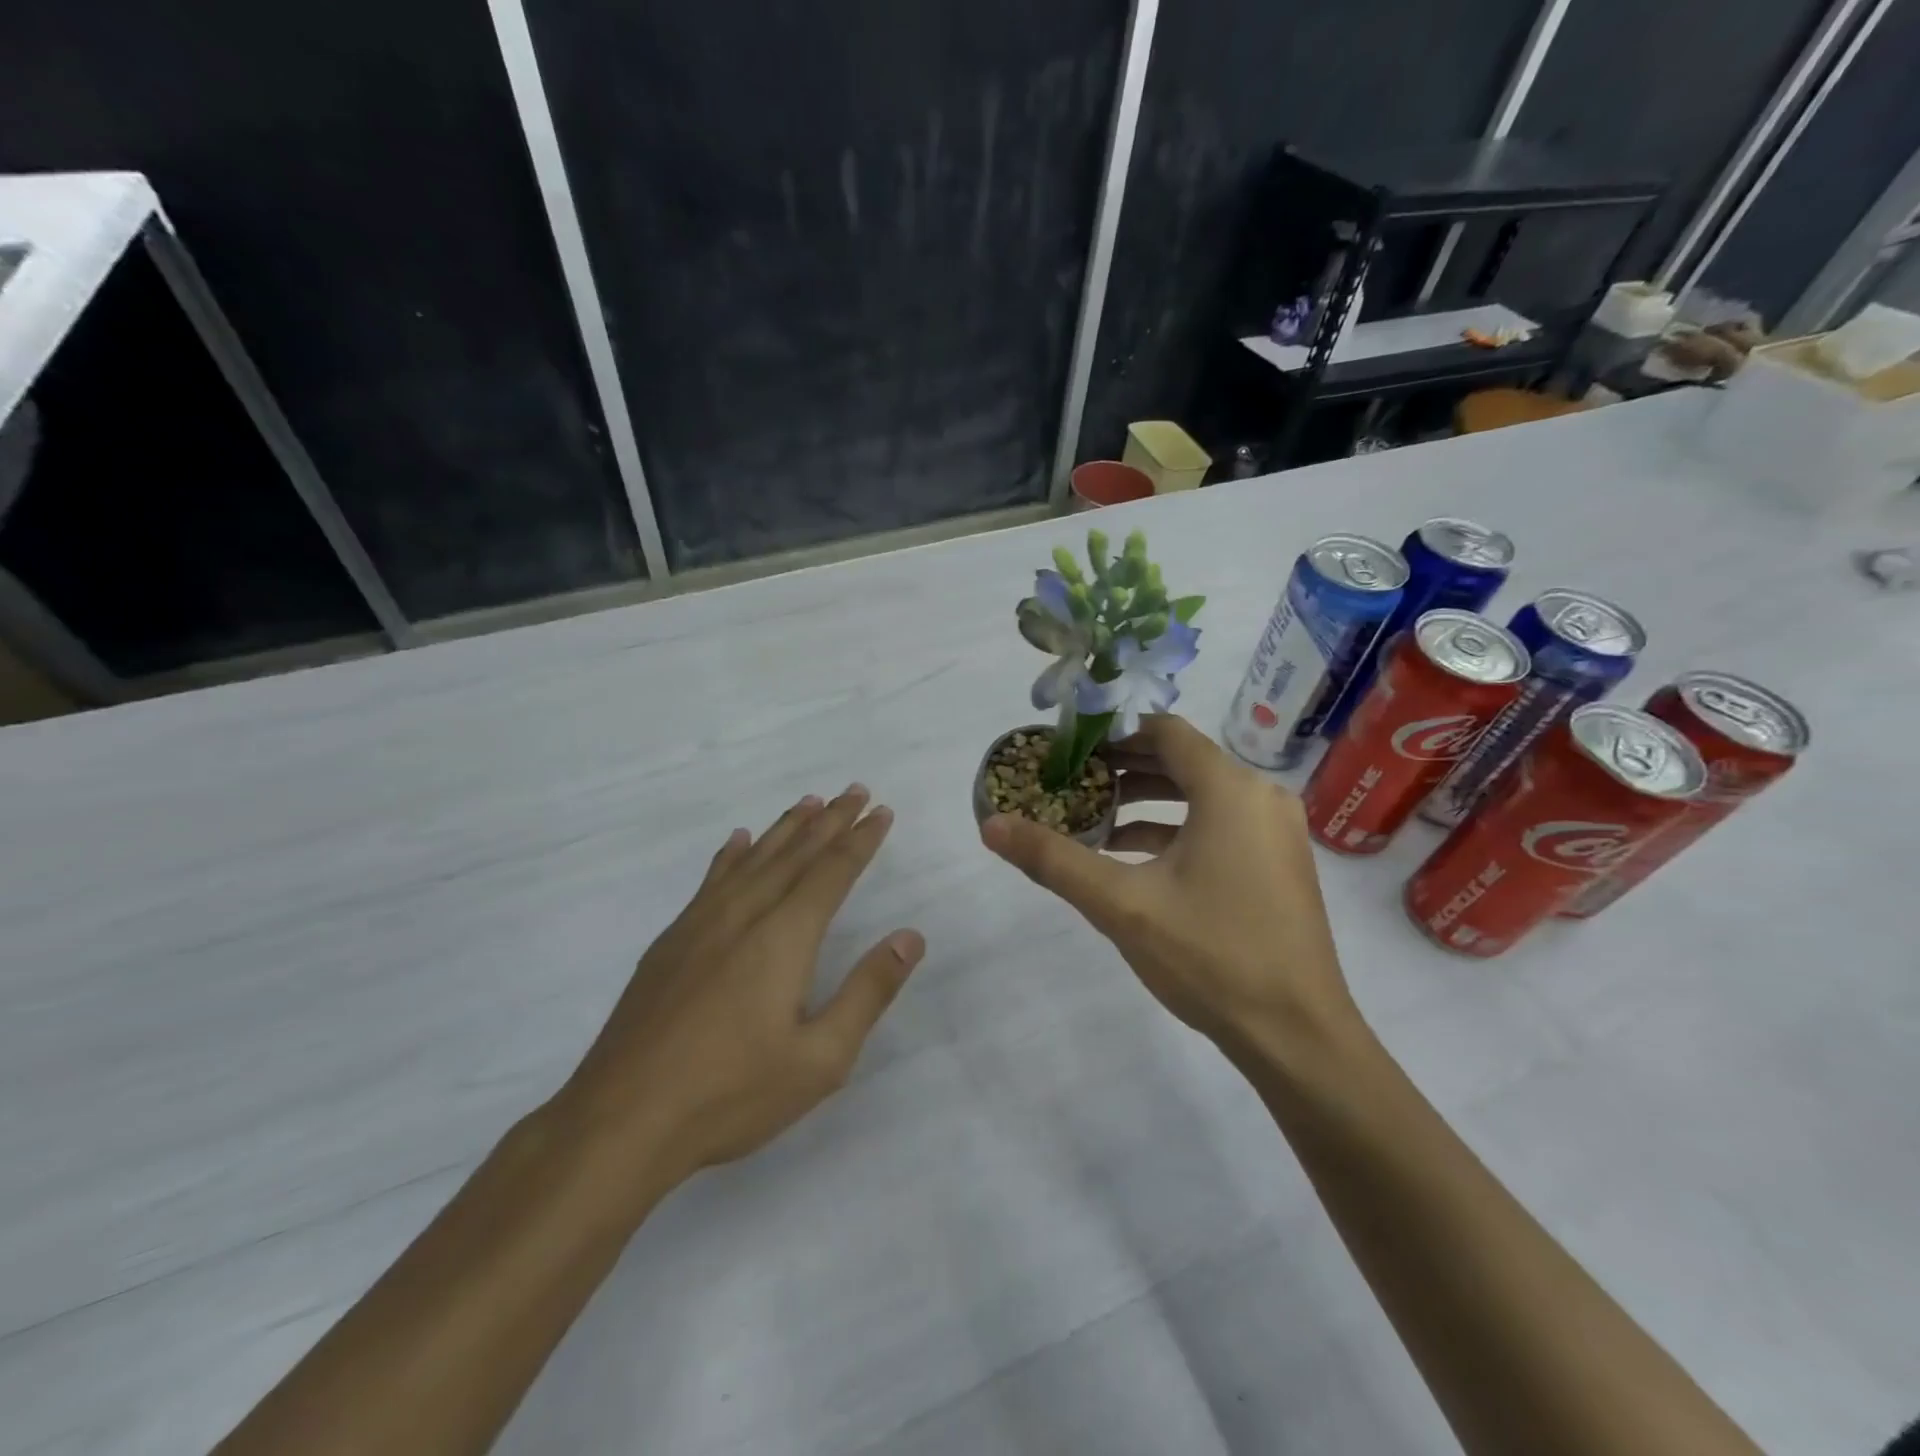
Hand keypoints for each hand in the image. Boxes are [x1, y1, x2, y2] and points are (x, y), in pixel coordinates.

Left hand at [554, 786, 923, 1201]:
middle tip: (855, 790)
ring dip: (785, 828)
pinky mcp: (670, 942)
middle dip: (830, 820)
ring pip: (753, 859)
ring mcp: (700, 924)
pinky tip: (737, 841)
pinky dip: (731, 855)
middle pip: (795, 854)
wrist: (621, 1120)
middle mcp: (744, 915)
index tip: (880, 811)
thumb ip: (868, 992)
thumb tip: (910, 937)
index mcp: (784, 937)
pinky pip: (710, 880)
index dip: (860, 840)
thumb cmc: (731, 1094)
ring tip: (808, 802)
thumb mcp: (820, 1059)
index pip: (832, 872)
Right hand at [980, 715, 1355, 1056]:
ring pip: (1201, 795)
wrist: (1297, 1036)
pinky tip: (1132, 857)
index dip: (1113, 733)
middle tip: (1072, 779)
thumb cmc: (1210, 956)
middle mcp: (1260, 797)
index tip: (1069, 746)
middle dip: (1124, 767)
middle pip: (1182, 760)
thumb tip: (991, 825)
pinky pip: (1219, 825)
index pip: (1165, 731)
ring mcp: (1275, 832)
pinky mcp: (1278, 863)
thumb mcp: (1121, 904)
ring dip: (1147, 800)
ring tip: (1093, 816)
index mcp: (1230, 790)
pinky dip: (1175, 829)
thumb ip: (1053, 859)